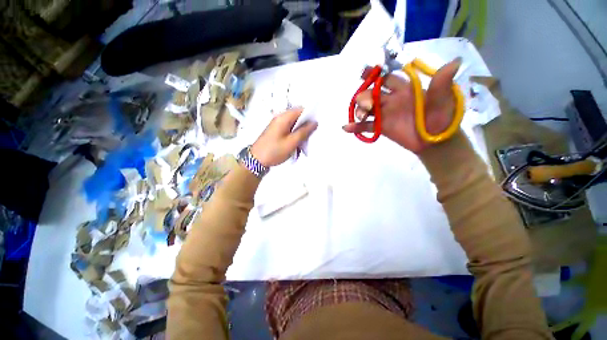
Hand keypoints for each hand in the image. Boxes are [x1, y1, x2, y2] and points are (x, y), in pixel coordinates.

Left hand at [251, 108, 317, 166]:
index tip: (317, 124)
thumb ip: (304, 132)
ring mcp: (277, 125)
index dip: (310, 115)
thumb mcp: (292, 142)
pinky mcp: (276, 132)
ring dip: (300, 133)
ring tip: (303, 143)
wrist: (256, 160)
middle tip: (311, 136)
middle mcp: (280, 118)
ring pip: (294, 125)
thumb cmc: (275, 151)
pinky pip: (289, 131)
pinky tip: (296, 146)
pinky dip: (294, 136)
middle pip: (297, 117)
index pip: (301, 109)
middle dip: (306, 126)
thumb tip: (314, 123)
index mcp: (283, 117)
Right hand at [343, 57, 461, 153]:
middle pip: (373, 93)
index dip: (376, 74)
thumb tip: (455, 61)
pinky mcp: (382, 128)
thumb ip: (442, 84)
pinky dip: (356, 127)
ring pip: (367, 108)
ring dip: (360, 110)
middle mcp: (392, 99)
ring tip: (362, 117)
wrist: (435, 141)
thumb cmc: (442, 119)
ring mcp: (385, 114)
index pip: (388, 78)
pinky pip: (367, 126)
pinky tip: (346, 128)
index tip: (365, 72)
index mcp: (405, 89)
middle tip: (367, 104)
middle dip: (366, 95)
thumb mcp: (445, 100)